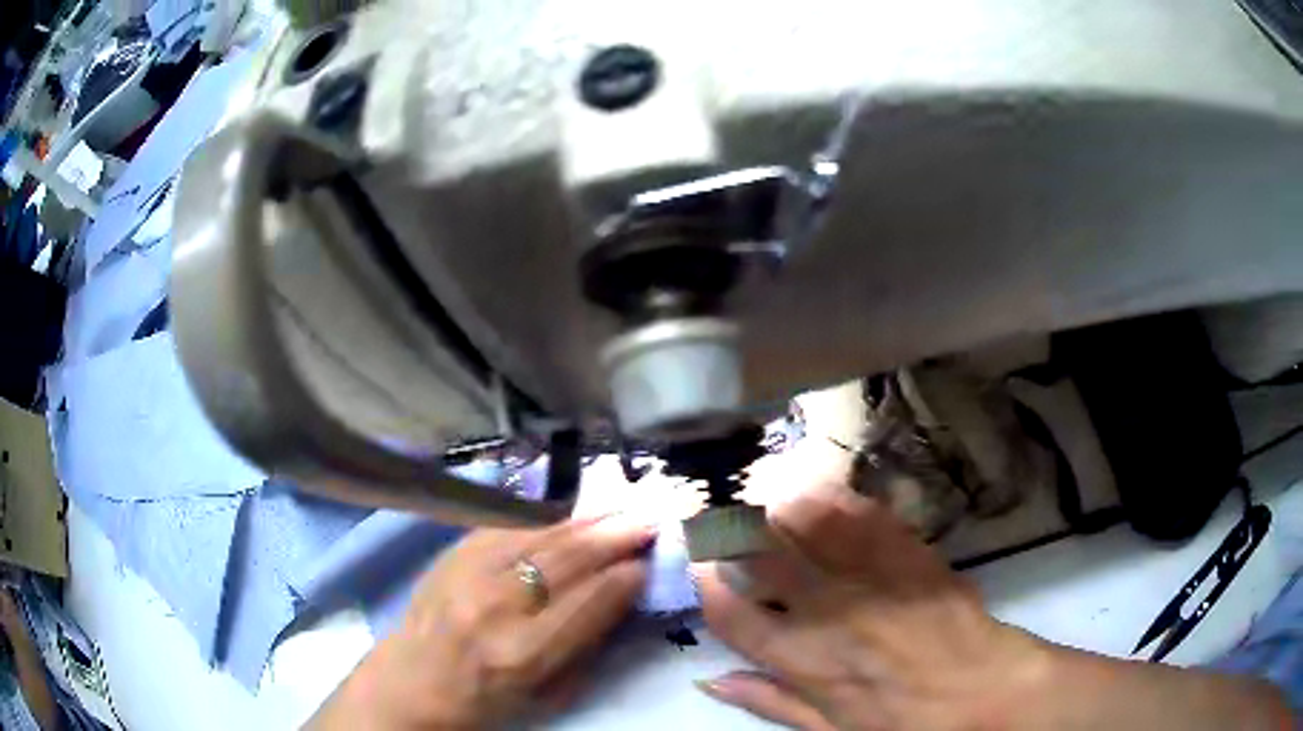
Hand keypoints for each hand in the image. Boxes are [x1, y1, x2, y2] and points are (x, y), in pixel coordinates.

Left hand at [309, 515, 654, 729]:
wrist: (411, 682)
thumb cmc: (484, 703)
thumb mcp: (546, 696)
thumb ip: (587, 648)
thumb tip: (621, 599)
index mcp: (523, 652)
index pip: (589, 602)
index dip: (625, 578)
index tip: (650, 562)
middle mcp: (496, 606)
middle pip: (566, 560)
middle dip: (613, 537)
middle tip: (648, 521)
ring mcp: (468, 574)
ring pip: (538, 537)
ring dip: (584, 522)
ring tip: (618, 510)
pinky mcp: (451, 555)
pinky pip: (506, 529)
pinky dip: (544, 522)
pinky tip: (568, 517)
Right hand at [694, 480, 1046, 729]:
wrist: (983, 690)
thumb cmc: (902, 722)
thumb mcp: (828, 729)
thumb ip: (767, 701)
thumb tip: (710, 678)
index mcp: (801, 660)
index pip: (729, 610)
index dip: (704, 578)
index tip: (701, 562)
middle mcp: (826, 612)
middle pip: (760, 552)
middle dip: (731, 528)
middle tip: (725, 519)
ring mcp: (870, 575)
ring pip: (806, 519)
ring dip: (775, 503)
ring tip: (766, 499)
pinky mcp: (908, 551)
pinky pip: (861, 512)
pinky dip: (832, 496)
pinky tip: (819, 491)